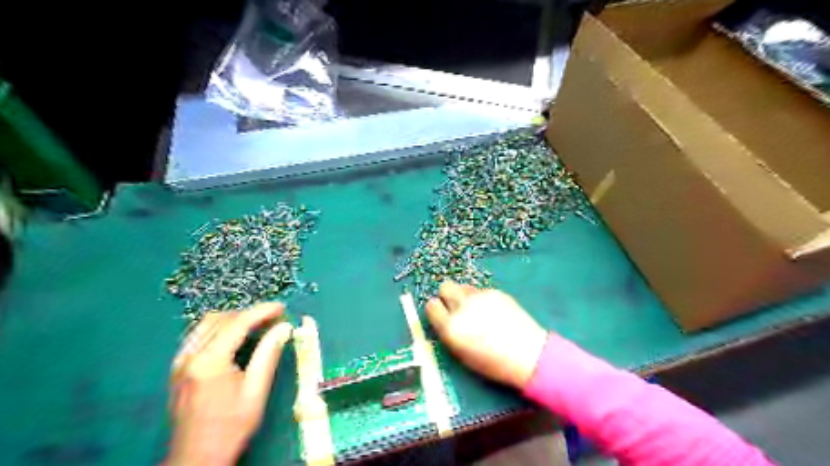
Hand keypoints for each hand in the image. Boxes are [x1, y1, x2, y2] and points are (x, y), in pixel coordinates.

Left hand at [164, 302, 292, 464]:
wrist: (196, 459)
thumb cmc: (230, 427)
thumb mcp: (256, 391)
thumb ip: (268, 355)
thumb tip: (284, 327)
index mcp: (209, 362)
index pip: (238, 323)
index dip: (262, 311)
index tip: (283, 308)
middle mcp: (189, 356)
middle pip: (221, 319)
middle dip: (250, 313)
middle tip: (274, 318)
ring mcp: (179, 361)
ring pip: (207, 324)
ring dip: (234, 318)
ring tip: (258, 324)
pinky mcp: (177, 368)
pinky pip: (198, 335)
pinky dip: (219, 328)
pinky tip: (234, 336)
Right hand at [429, 282, 549, 391]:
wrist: (528, 355)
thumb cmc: (492, 363)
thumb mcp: (461, 353)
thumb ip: (448, 332)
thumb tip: (444, 318)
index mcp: (451, 327)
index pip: (431, 306)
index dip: (436, 311)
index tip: (441, 315)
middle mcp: (462, 307)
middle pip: (445, 287)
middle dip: (447, 296)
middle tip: (455, 307)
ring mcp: (480, 297)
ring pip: (462, 287)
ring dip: (464, 296)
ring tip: (476, 310)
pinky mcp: (495, 291)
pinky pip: (480, 291)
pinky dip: (481, 299)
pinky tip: (493, 312)